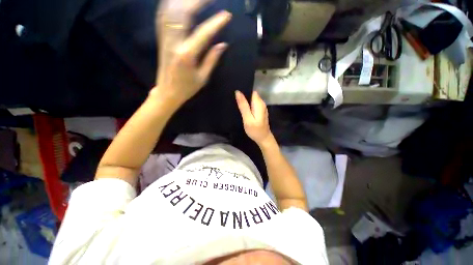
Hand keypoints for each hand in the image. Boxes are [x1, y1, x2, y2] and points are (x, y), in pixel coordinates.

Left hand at [151, 0, 231, 106]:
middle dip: (198, 1)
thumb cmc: (187, 88)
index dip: (216, 23)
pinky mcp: (161, 38)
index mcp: (187, 56)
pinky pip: (164, 15)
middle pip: (183, 13)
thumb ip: (212, 60)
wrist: (167, 92)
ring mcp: (165, 38)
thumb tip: (223, 44)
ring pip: (171, 10)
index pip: (203, 34)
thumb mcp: (203, 78)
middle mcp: (174, 43)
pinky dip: (171, 4)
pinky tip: (180, 1)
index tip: (227, 15)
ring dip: (184, 0)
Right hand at [235, 91, 272, 145]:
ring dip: (245, 101)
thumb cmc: (255, 130)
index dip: (243, 91)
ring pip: (252, 99)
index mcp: (259, 103)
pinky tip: (243, 109)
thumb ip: (243, 106)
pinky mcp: (260, 111)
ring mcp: (261, 107)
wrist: (263, 138)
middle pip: (251, 95)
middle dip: (243, 96)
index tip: (235, 93)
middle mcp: (261, 103)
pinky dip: (248, 105)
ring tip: (237, 104)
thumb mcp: (247, 119)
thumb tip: (238, 92)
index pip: (251, 91)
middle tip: (234, 100)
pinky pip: (253, 104)